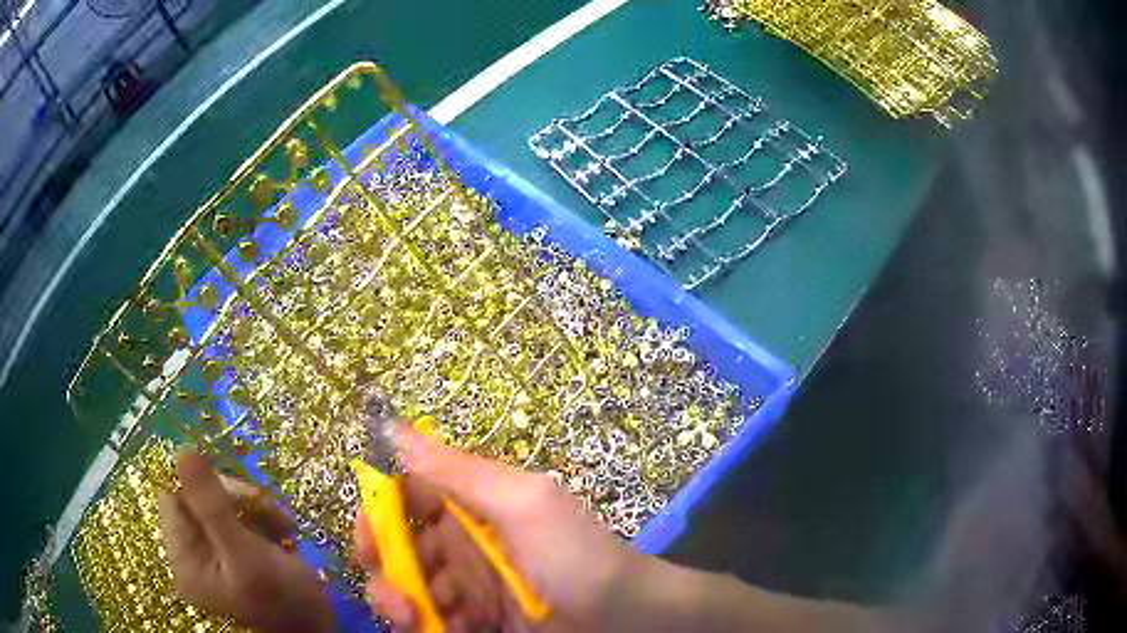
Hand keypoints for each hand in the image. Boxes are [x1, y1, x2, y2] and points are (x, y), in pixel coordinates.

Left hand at [159, 451, 331, 632]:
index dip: (205, 487)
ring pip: (222, 503)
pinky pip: (238, 516)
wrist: (319, 629)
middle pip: (199, 497)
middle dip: (237, 499)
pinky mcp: (234, 551)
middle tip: (270, 514)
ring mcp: (213, 553)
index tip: (240, 499)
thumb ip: (212, 505)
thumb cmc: (283, 601)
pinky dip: (262, 517)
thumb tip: (183, 450)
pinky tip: (283, 532)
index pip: (176, 496)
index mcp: (184, 558)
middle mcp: (192, 553)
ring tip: (283, 527)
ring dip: (255, 507)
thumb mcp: (247, 555)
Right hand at [353, 426, 647, 631]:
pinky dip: (426, 625)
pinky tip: (438, 631)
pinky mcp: (476, 619)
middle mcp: (464, 542)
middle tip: (394, 598)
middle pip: (401, 547)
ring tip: (414, 620)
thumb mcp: (521, 504)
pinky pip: (435, 618)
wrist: (626, 619)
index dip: (380, 514)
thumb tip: (393, 424)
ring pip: (411, 587)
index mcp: (473, 504)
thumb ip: (457, 470)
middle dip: (385, 569)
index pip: (407, 497)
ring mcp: (470, 585)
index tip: (368, 542)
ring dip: (401, 603)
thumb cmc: (575, 557)